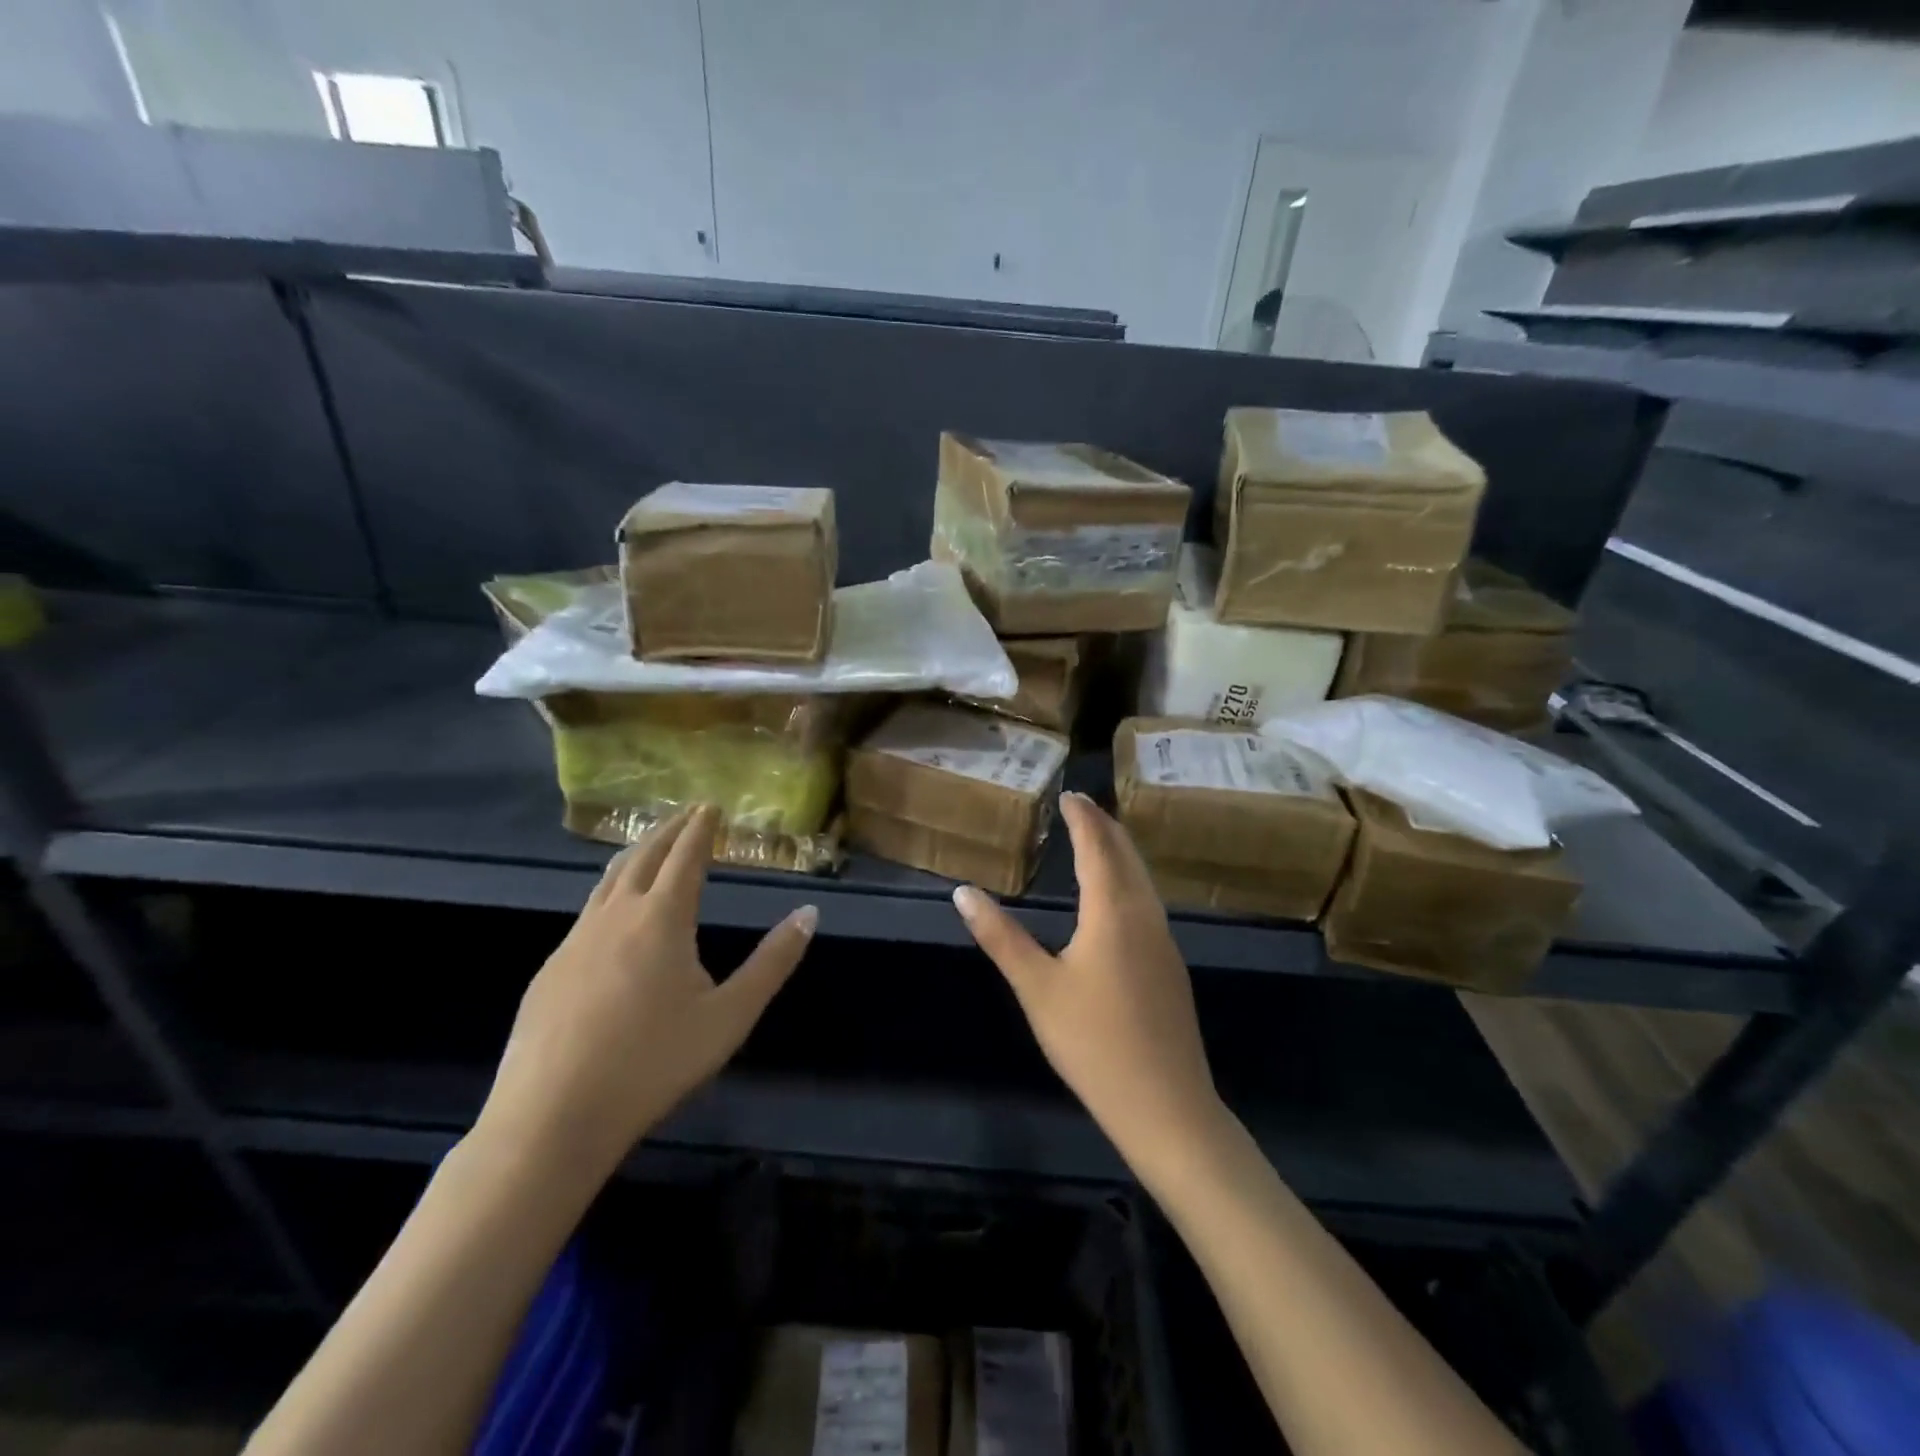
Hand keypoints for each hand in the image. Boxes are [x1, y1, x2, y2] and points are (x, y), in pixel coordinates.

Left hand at [479, 805, 816, 1181]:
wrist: (551, 1117)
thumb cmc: (653, 1063)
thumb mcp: (730, 1016)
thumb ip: (773, 962)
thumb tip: (810, 913)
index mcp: (662, 918)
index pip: (686, 856)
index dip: (701, 828)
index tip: (711, 806)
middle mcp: (616, 915)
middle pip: (643, 856)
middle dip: (668, 831)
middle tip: (686, 814)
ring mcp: (575, 941)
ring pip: (608, 880)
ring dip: (635, 855)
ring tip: (649, 848)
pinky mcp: (550, 970)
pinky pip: (587, 912)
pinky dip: (610, 892)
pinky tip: (613, 916)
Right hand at [952, 792, 1222, 1173]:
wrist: (1166, 1105)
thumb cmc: (1093, 1042)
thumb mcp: (1037, 988)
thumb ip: (1001, 936)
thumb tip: (963, 892)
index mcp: (1112, 911)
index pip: (1097, 846)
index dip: (1083, 818)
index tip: (1069, 794)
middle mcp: (1145, 915)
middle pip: (1127, 855)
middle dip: (1105, 826)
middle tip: (1082, 806)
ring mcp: (1164, 940)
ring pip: (1143, 878)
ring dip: (1121, 851)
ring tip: (1099, 839)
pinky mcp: (1171, 965)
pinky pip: (1149, 901)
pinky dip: (1130, 879)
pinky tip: (1119, 896)